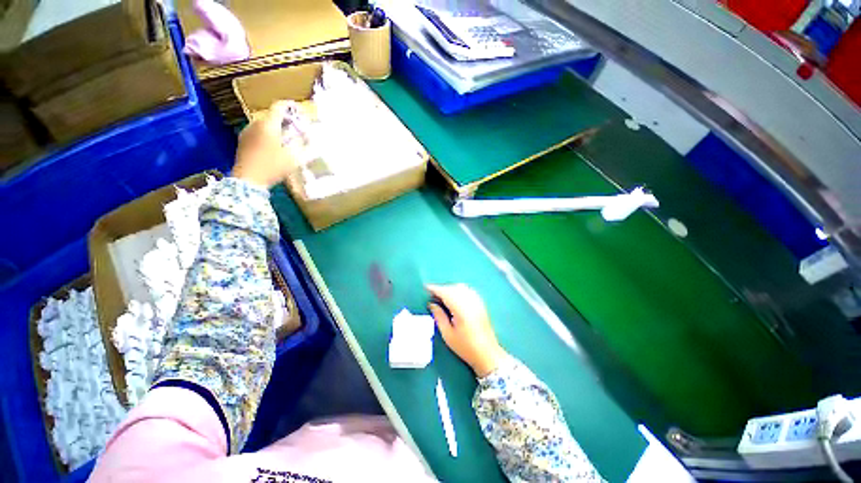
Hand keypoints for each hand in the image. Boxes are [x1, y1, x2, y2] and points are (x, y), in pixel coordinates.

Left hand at [232, 100, 294, 188]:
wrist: (248, 180)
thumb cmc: (273, 167)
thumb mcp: (294, 157)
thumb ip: (301, 144)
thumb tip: (306, 136)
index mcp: (269, 124)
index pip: (279, 106)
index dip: (290, 106)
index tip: (299, 110)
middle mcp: (256, 123)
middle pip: (272, 116)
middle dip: (285, 120)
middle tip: (297, 129)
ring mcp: (247, 131)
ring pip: (265, 124)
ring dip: (276, 128)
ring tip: (286, 139)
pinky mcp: (243, 141)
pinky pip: (258, 132)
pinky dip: (268, 134)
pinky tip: (274, 146)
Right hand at [427, 284, 506, 376]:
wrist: (487, 353)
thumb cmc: (465, 347)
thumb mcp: (448, 335)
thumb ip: (439, 317)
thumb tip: (431, 304)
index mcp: (461, 310)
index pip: (446, 293)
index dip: (435, 289)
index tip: (426, 288)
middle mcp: (470, 302)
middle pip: (454, 288)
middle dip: (442, 288)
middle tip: (432, 294)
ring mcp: (477, 302)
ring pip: (461, 287)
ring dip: (450, 288)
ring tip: (441, 295)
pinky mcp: (481, 303)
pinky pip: (468, 290)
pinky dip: (458, 290)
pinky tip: (454, 296)